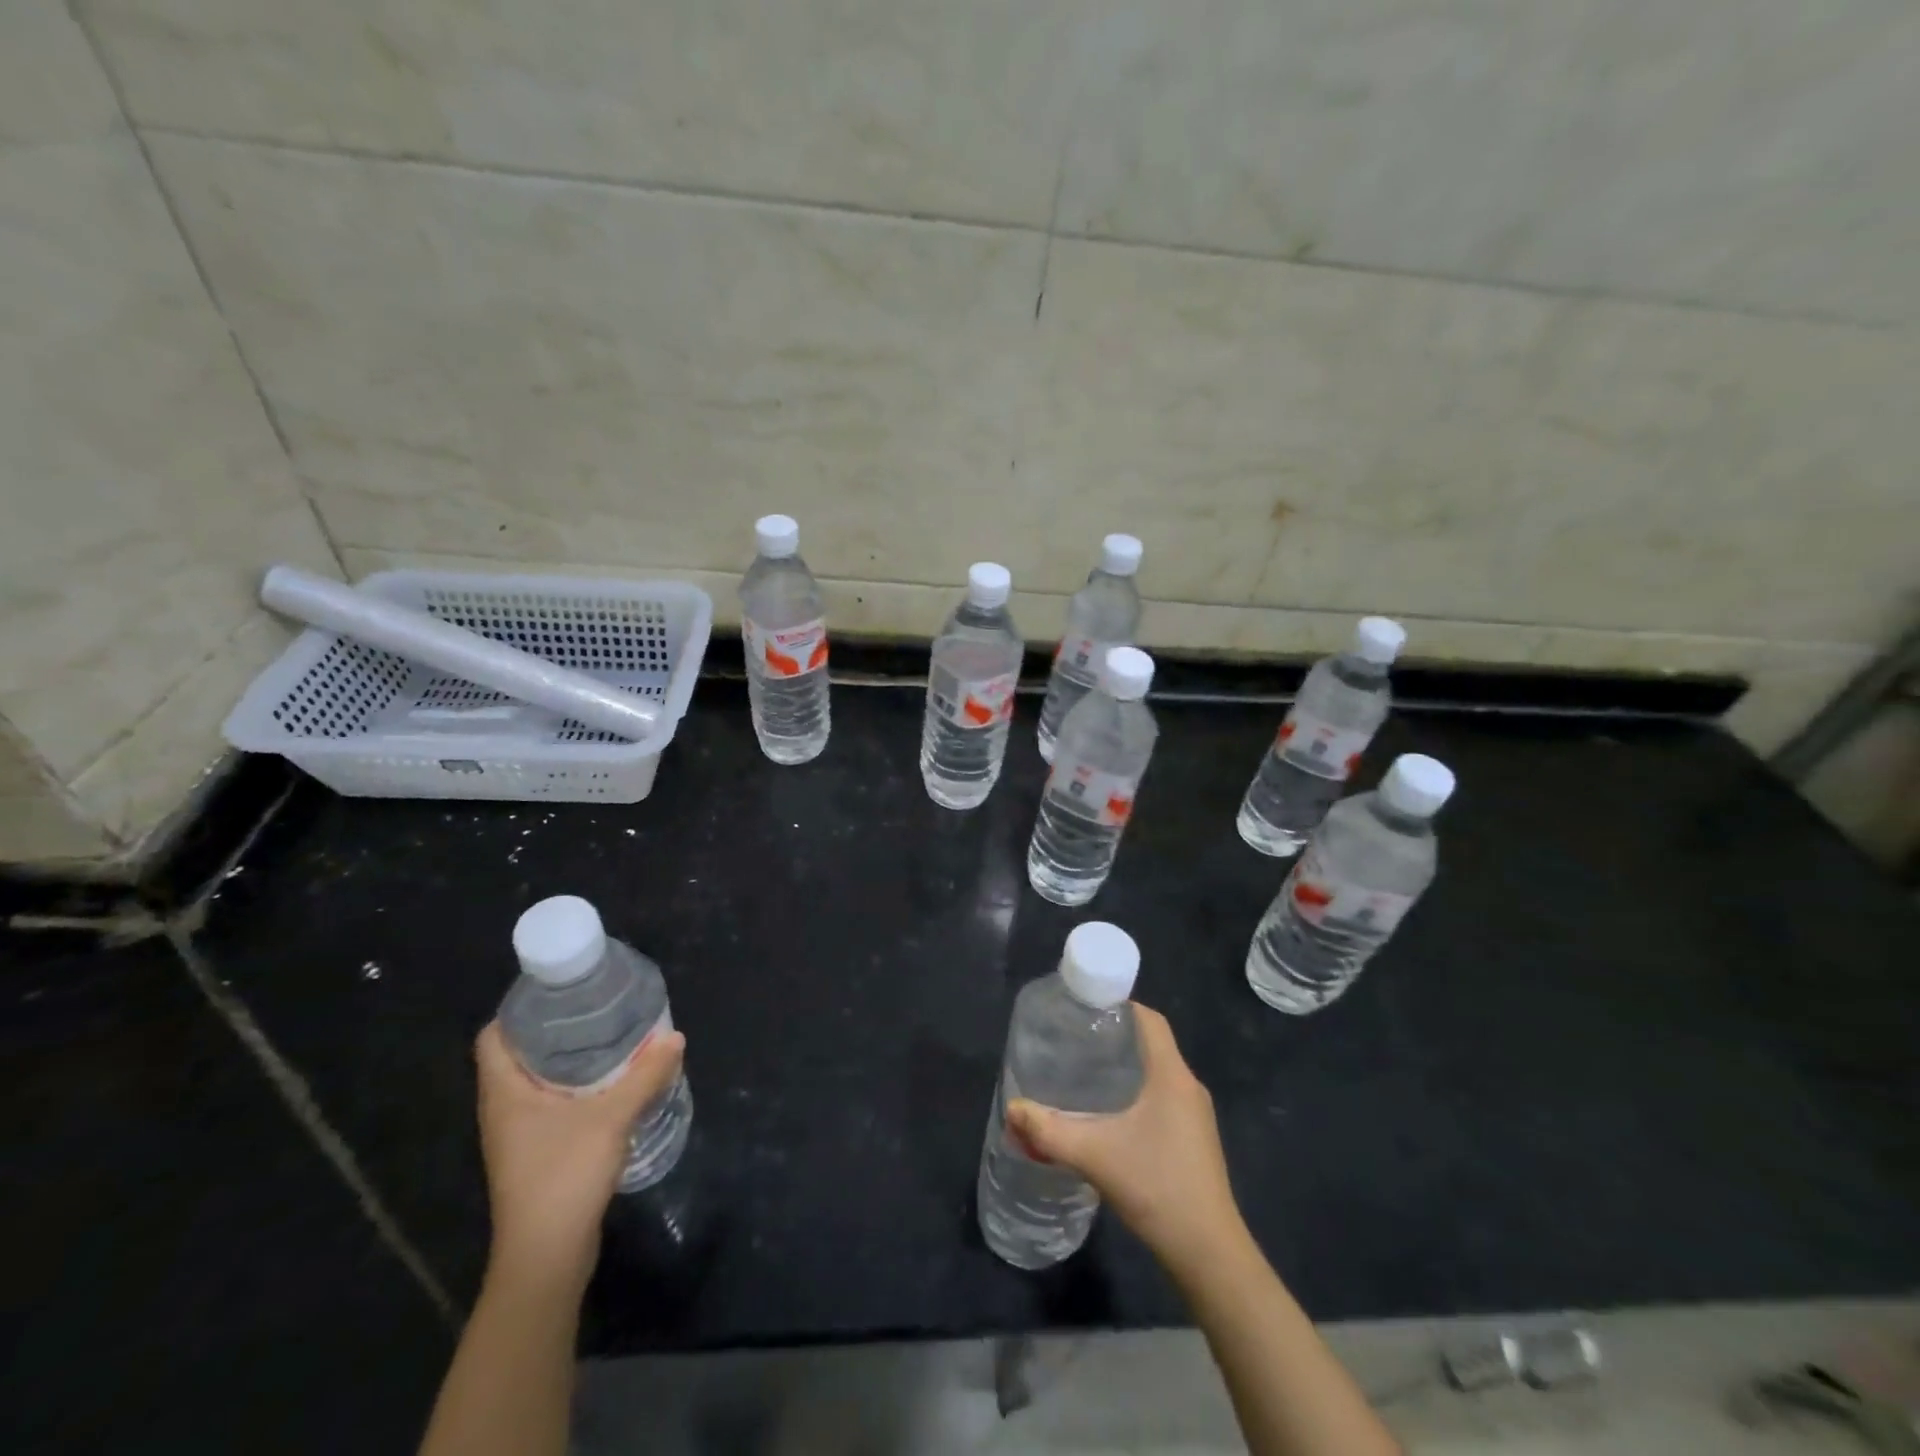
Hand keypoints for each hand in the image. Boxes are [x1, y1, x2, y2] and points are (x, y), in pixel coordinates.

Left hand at [473, 1020, 685, 1291]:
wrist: (546, 1258)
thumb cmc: (564, 1177)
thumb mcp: (612, 1118)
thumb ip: (645, 1076)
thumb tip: (676, 1037)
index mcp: (504, 1093)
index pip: (494, 1036)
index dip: (520, 1008)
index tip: (561, 989)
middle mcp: (503, 1109)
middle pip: (519, 1054)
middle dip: (556, 1029)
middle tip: (597, 1006)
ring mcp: (518, 1135)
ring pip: (537, 1081)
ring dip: (569, 1059)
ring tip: (610, 1036)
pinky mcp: (536, 1153)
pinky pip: (551, 1103)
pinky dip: (576, 1087)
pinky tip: (611, 1083)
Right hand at [1006, 1004, 1239, 1270]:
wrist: (1209, 1254)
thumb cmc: (1157, 1187)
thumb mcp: (1095, 1155)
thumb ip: (1050, 1130)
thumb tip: (1013, 1108)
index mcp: (1172, 1075)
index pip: (1150, 1020)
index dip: (1121, 1005)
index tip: (1086, 1007)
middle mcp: (1188, 1087)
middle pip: (1152, 1044)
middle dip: (1115, 1037)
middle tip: (1075, 1039)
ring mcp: (1196, 1116)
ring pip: (1158, 1074)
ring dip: (1126, 1067)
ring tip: (1086, 1071)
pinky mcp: (1194, 1141)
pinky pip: (1163, 1098)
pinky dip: (1137, 1093)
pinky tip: (1110, 1114)